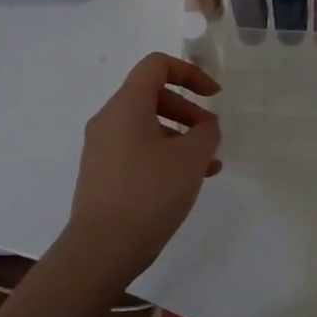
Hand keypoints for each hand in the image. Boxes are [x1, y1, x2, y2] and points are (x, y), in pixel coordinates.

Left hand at [61, 53, 222, 286]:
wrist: (102, 250)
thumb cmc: (149, 193)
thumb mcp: (192, 158)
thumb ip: (206, 132)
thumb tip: (204, 127)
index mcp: (126, 106)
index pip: (157, 66)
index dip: (190, 72)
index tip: (214, 95)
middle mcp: (109, 120)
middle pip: (153, 95)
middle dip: (188, 109)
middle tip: (211, 134)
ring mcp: (102, 148)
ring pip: (147, 126)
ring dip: (180, 136)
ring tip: (208, 164)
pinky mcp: (103, 174)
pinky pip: (138, 149)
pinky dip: (165, 154)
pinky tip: (188, 180)